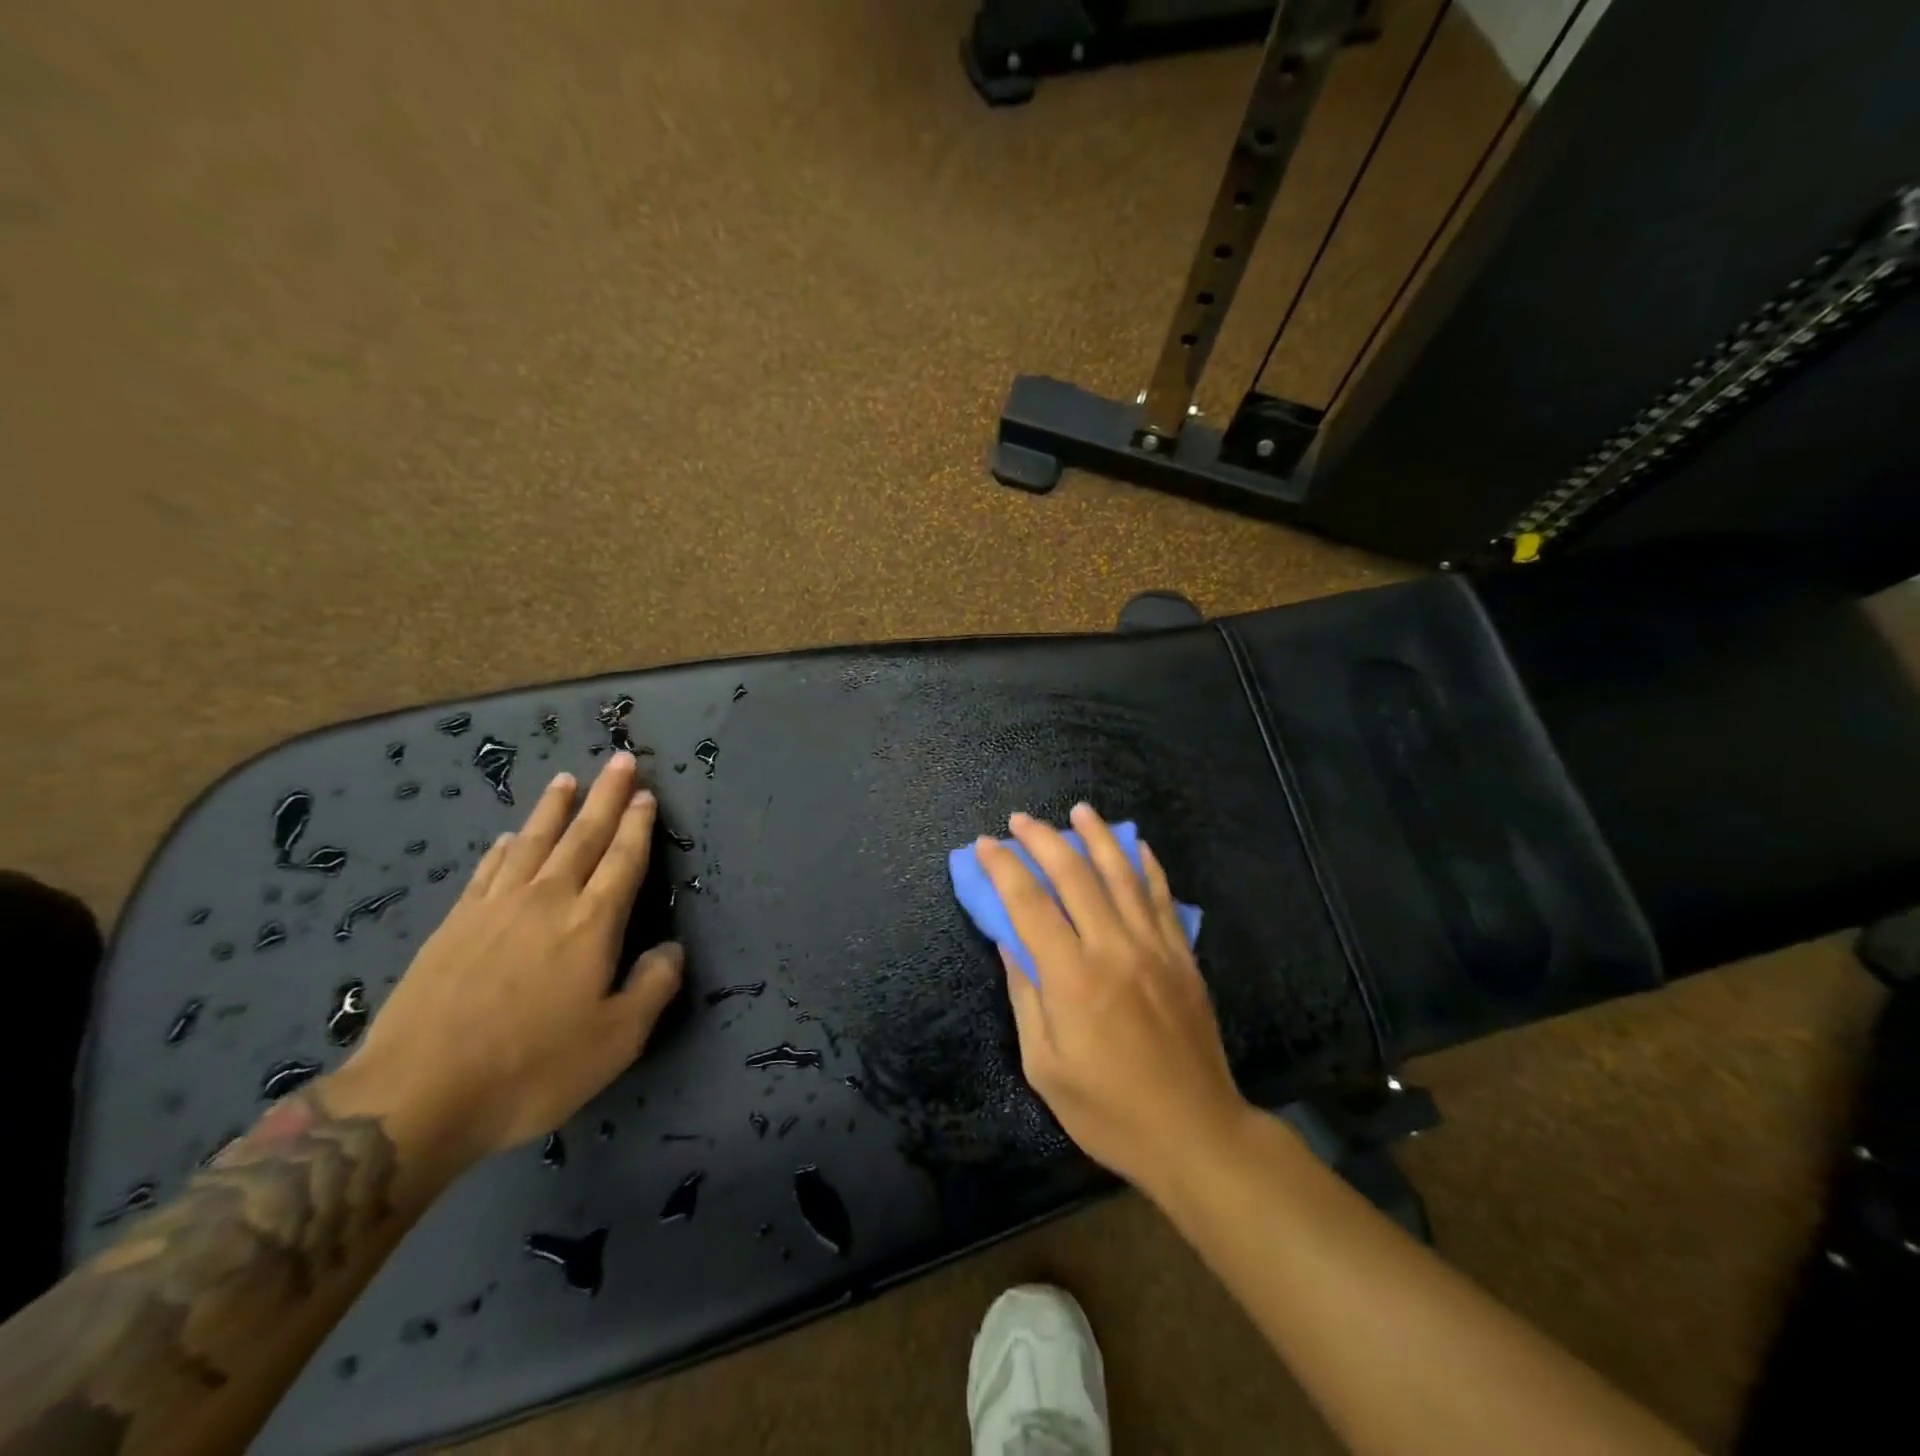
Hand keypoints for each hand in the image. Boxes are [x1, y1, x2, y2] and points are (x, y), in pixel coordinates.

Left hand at [340, 751, 683, 1166]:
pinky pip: (486, 871)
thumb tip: (673, 948)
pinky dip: (502, 847)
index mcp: (592, 923)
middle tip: (620, 759)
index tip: (646, 793)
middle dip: (606, 796)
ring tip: (567, 779)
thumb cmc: (532, 1068)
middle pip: (583, 835)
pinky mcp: (453, 926)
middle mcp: (547, 900)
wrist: (416, 1096)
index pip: (623, 859)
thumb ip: (653, 986)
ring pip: (532, 842)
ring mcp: (494, 908)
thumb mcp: (616, 1040)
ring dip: (553, 809)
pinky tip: (507, 836)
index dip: (638, 825)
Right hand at [975, 805, 1250, 1196]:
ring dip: (1097, 837)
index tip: (986, 844)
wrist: (1195, 1135)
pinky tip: (1136, 844)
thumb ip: (1026, 995)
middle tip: (1021, 819)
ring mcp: (1154, 948)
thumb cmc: (1109, 1111)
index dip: (1003, 868)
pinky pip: (1162, 898)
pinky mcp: (1182, 956)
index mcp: (1073, 978)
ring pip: (1121, 875)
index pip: (1029, 904)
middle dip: (1043, 840)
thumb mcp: (1045, 1067)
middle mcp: (1114, 949)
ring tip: (1079, 810)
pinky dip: (1147, 866)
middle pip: (1074, 875)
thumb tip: (1009, 941)